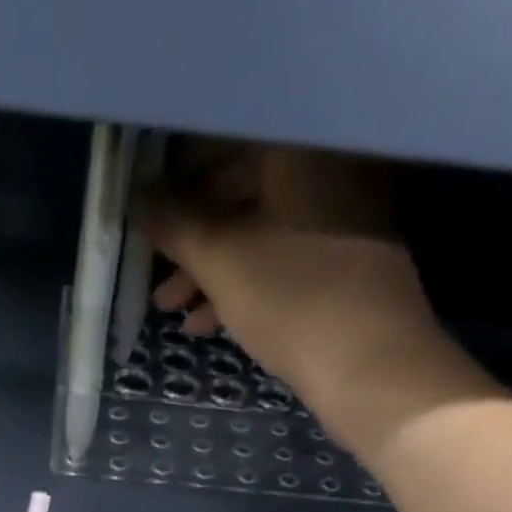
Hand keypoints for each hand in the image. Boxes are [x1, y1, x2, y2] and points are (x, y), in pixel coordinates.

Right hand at [150, 145, 501, 457]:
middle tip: (154, 275)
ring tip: (172, 312)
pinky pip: (282, 262)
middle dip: (191, 240)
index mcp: (300, 149)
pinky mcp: (347, 265)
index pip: (224, 143)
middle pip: (241, 193)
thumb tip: (139, 200)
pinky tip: (209, 325)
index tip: (147, 213)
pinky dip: (244, 287)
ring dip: (210, 272)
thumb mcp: (221, 262)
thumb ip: (175, 226)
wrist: (372, 368)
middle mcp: (327, 168)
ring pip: (259, 235)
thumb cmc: (292, 301)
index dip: (177, 179)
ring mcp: (343, 219)